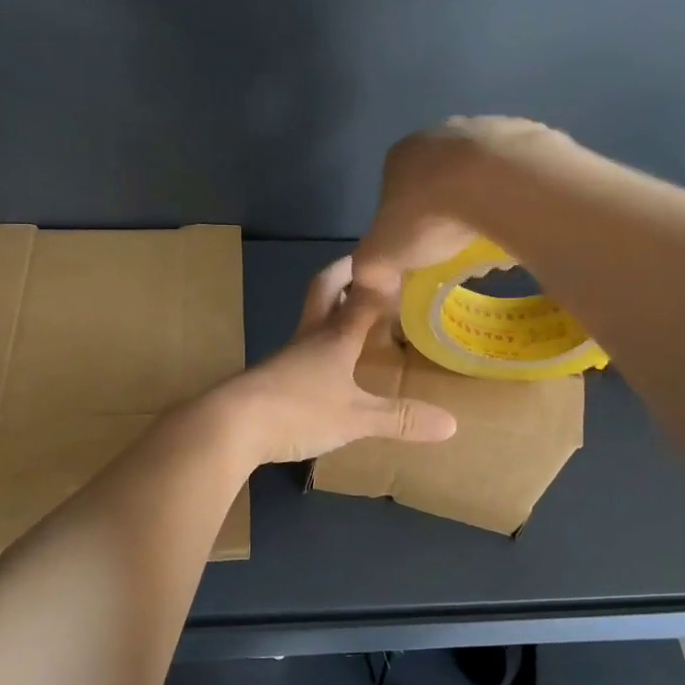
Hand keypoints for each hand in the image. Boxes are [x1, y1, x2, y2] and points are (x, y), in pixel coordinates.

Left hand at [213, 257, 457, 464]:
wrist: (231, 425)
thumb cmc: (299, 409)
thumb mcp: (355, 417)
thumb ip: (400, 418)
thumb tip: (453, 424)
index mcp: (334, 336)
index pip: (362, 295)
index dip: (380, 277)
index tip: (397, 258)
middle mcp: (310, 336)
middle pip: (323, 291)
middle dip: (343, 274)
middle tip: (363, 264)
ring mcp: (288, 356)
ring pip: (312, 319)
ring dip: (332, 308)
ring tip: (356, 313)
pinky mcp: (273, 377)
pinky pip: (304, 349)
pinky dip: (321, 343)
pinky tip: (330, 363)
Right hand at [351, 116, 571, 296]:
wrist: (497, 183)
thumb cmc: (429, 216)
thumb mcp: (382, 254)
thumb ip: (370, 268)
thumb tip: (374, 283)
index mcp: (401, 155)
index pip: (394, 189)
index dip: (405, 222)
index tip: (421, 249)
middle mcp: (441, 132)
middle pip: (440, 177)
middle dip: (447, 209)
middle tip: (458, 244)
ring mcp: (487, 128)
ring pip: (482, 171)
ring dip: (485, 198)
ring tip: (495, 235)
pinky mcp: (529, 133)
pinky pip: (520, 171)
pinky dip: (518, 192)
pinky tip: (523, 218)